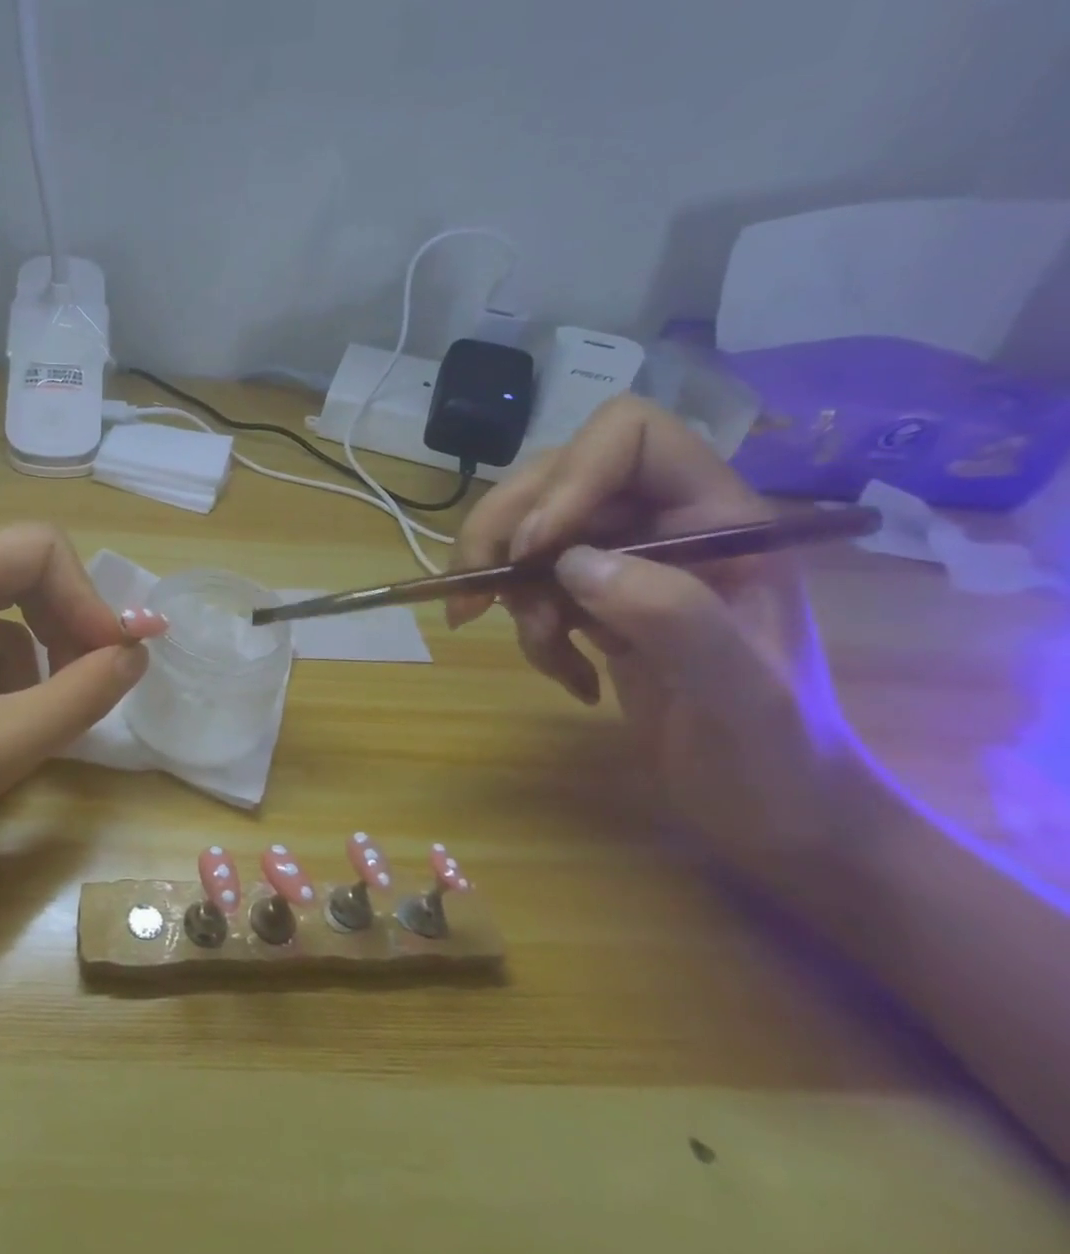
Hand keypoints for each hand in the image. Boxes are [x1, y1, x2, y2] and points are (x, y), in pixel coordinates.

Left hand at [0, 526, 156, 925]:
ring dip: (25, 653)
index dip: (88, 599)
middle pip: (13, 570)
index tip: (113, 661)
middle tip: (90, 683)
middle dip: (61, 623)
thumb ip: (83, 692)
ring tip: (30, 718)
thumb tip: (136, 652)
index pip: (39, 547)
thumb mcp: (1, 745)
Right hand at [447, 396, 860, 874]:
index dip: (569, 477)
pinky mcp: (596, 600)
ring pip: (527, 530)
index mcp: (719, 517)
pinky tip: (565, 673)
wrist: (778, 818)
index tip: (535, 550)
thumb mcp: (740, 695)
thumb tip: (570, 563)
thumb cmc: (779, 760)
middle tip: (474, 601)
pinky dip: (526, 628)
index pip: (628, 435)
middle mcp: (665, 523)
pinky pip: (528, 583)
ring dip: (510, 589)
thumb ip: (672, 617)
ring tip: (541, 648)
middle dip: (503, 537)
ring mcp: (626, 562)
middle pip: (552, 477)